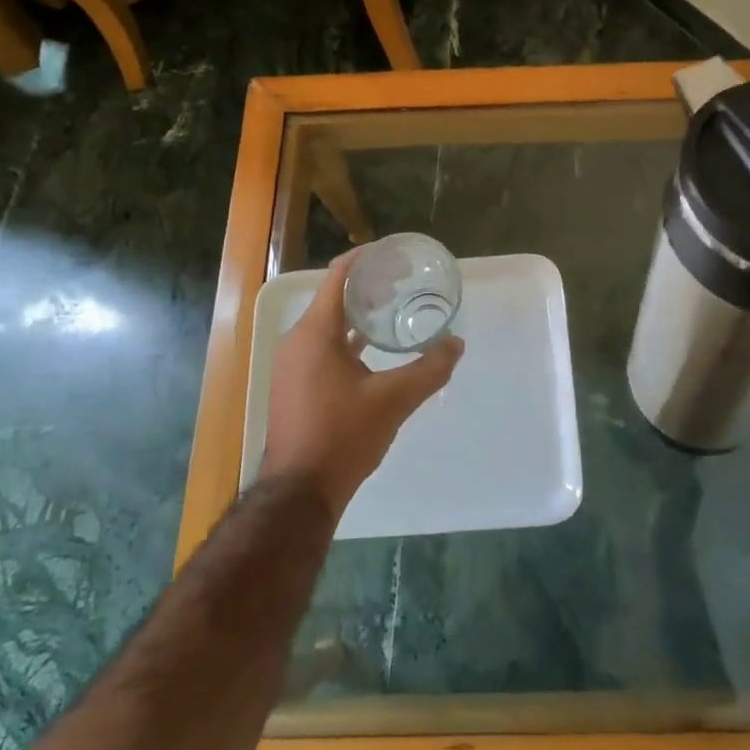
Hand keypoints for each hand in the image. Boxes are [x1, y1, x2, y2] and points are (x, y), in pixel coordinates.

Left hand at [260, 249, 463, 519]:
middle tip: (403, 282)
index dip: (365, 260)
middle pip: (333, 297)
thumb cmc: (342, 436)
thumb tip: (457, 344)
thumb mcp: (393, 400)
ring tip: (392, 308)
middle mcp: (297, 341)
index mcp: (315, 333)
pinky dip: (346, 338)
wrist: (298, 494)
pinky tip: (371, 348)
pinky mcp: (294, 384)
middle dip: (367, 286)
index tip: (395, 256)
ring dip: (357, 313)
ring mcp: (292, 364)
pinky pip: (321, 346)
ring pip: (327, 324)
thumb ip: (429, 369)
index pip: (338, 277)